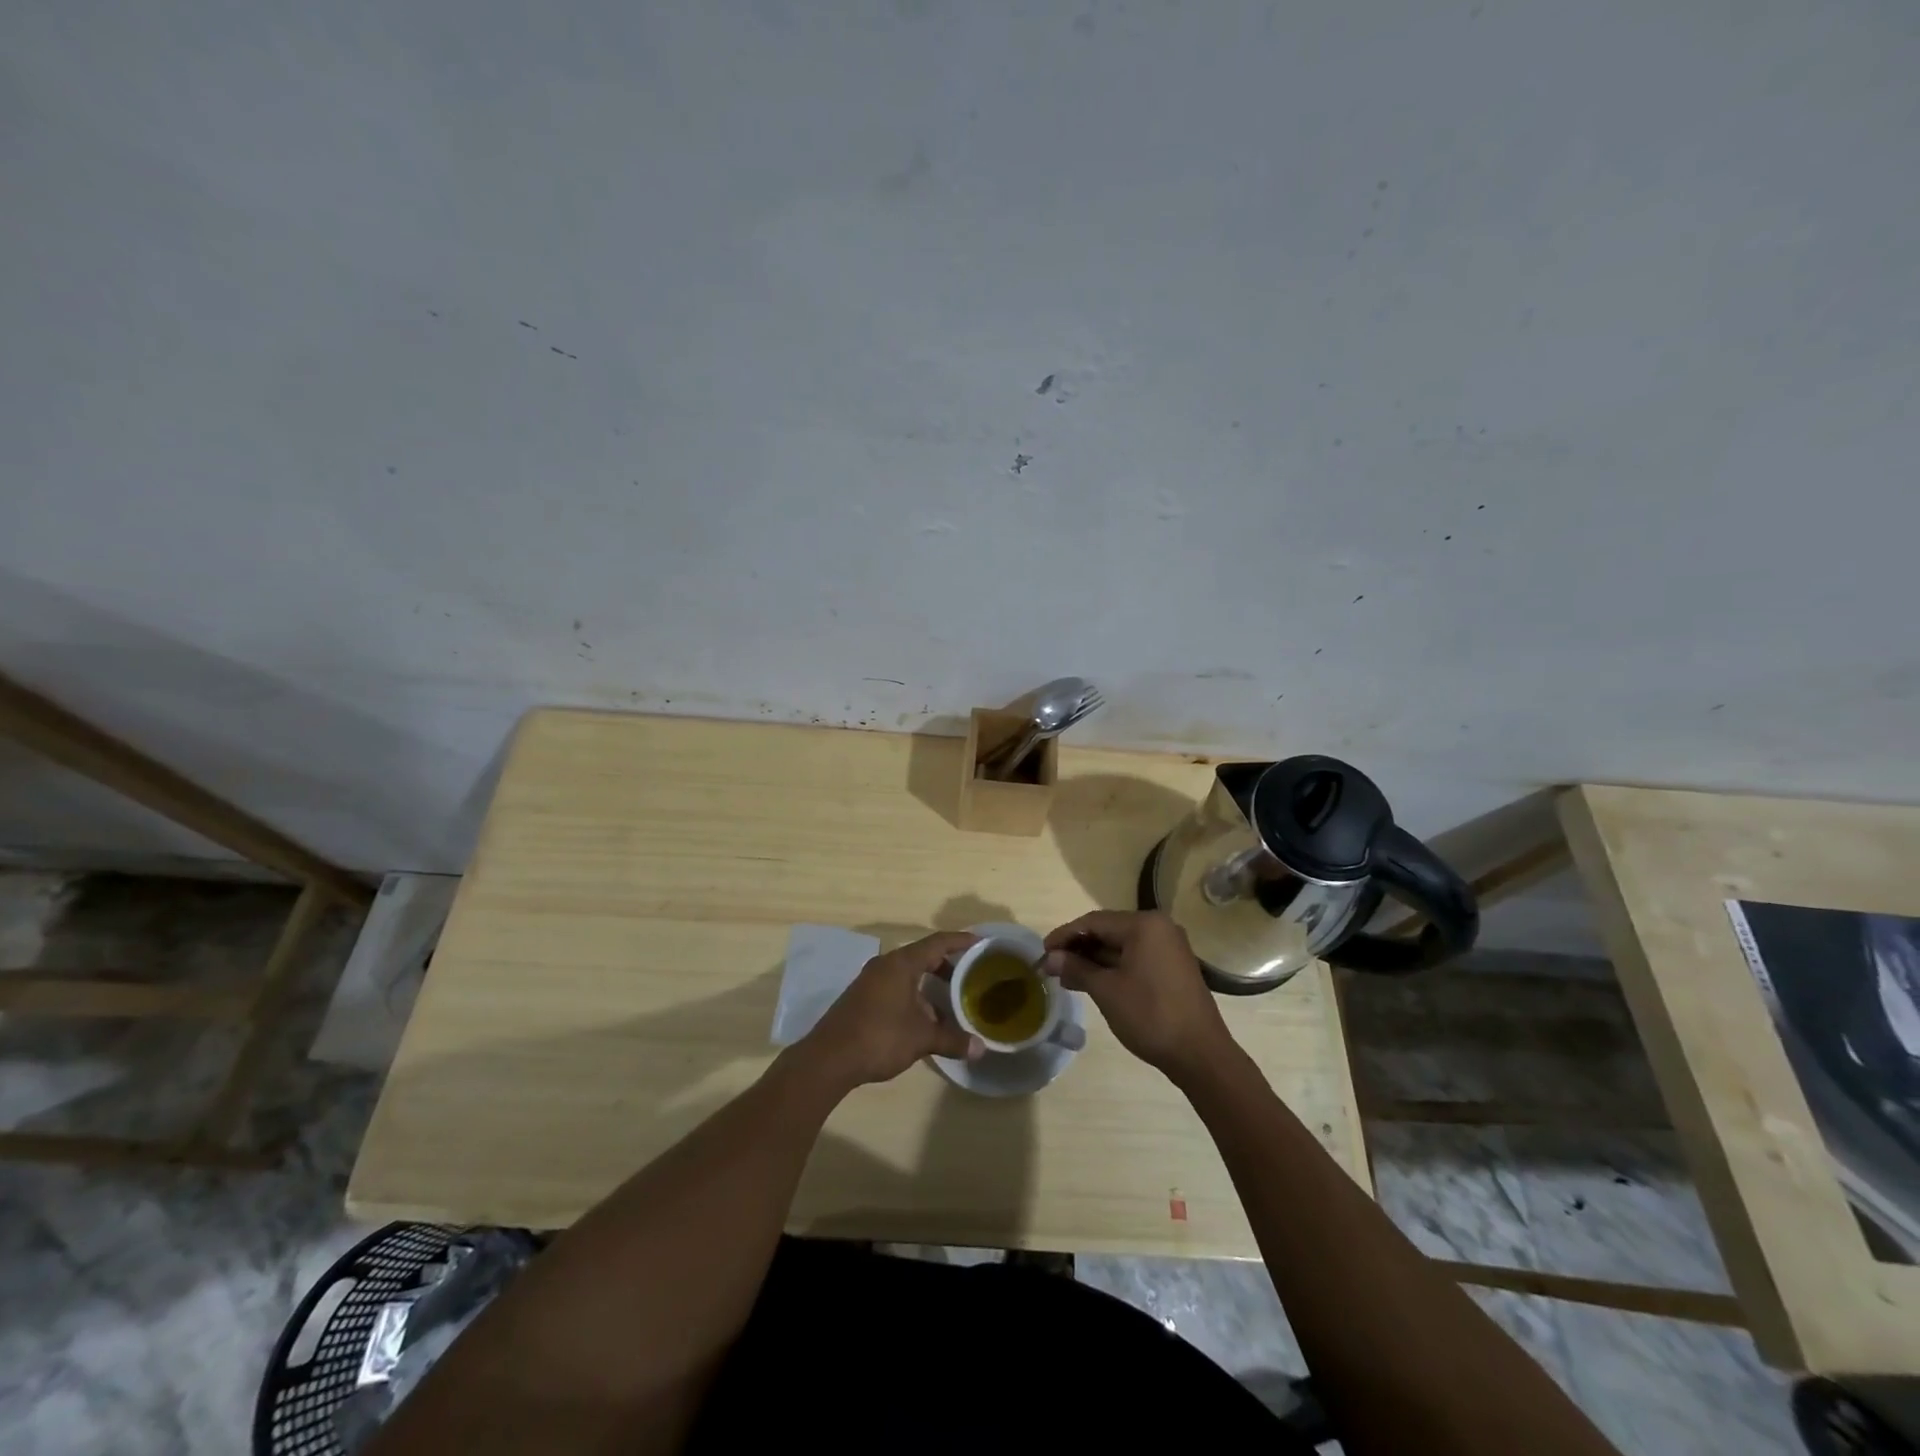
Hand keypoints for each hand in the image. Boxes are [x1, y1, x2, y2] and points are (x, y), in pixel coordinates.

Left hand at [797, 931, 983, 1089]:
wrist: (828, 1059)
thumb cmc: (879, 1037)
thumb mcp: (921, 1039)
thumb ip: (952, 1040)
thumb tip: (981, 1048)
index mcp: (901, 964)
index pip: (937, 942)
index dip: (960, 941)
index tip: (980, 942)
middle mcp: (885, 965)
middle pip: (922, 956)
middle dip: (946, 965)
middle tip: (969, 976)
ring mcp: (870, 981)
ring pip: (907, 974)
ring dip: (929, 985)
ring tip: (950, 1002)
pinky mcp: (862, 998)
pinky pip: (895, 987)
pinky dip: (913, 995)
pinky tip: (923, 1019)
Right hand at [1043, 911, 1232, 1080]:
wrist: (1200, 1054)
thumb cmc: (1150, 1015)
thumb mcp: (1107, 991)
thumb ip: (1077, 968)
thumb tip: (1051, 958)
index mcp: (1144, 925)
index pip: (1094, 922)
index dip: (1064, 936)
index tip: (1042, 952)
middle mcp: (1159, 927)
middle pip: (1108, 930)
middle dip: (1078, 948)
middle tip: (1052, 966)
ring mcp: (1169, 947)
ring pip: (1121, 946)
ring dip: (1094, 960)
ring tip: (1067, 977)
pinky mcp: (1173, 967)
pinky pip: (1135, 958)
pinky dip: (1113, 967)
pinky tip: (1093, 982)